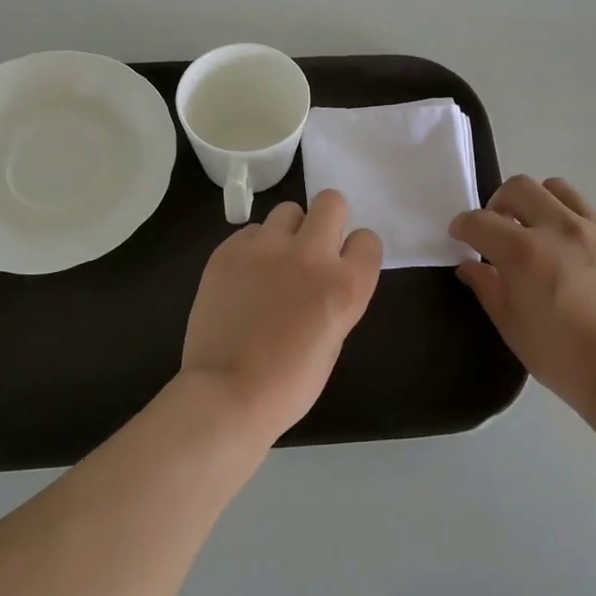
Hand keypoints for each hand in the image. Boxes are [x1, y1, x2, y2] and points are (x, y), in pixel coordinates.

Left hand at [182, 189, 383, 443]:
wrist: (227, 394)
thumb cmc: (289, 384)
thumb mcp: (333, 339)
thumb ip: (335, 296)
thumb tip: (323, 277)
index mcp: (346, 285)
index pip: (368, 239)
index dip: (356, 252)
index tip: (343, 265)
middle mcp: (311, 255)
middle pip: (331, 202)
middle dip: (326, 220)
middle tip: (311, 249)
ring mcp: (266, 248)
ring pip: (287, 210)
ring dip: (288, 232)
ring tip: (273, 263)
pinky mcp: (229, 250)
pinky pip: (250, 231)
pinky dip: (253, 248)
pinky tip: (243, 278)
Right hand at [450, 176, 595, 417]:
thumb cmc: (563, 359)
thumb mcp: (512, 327)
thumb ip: (487, 287)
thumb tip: (471, 266)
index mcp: (525, 253)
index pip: (480, 221)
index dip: (463, 226)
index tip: (461, 236)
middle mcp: (561, 229)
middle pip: (520, 187)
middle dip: (498, 203)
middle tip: (498, 229)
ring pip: (559, 190)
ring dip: (538, 204)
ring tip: (538, 233)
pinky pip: (592, 218)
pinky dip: (573, 227)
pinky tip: (576, 261)